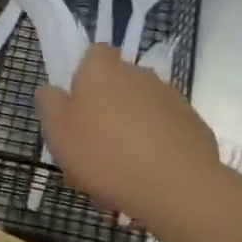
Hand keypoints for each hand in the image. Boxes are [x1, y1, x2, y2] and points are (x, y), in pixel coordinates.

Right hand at [36, 44, 220, 224]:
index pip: (93, 54)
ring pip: (138, 116)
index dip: (81, 77)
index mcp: (104, 70)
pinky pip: (162, 135)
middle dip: (103, 116)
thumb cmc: (105, 154)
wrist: (176, 186)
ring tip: (115, 179)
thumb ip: (49, 103)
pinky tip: (144, 183)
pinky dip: (152, 153)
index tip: (74, 108)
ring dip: (126, 137)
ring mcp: (171, 99)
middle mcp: (140, 75)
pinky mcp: (193, 126)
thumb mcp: (57, 131)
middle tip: (89, 155)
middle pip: (115, 89)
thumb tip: (52, 90)